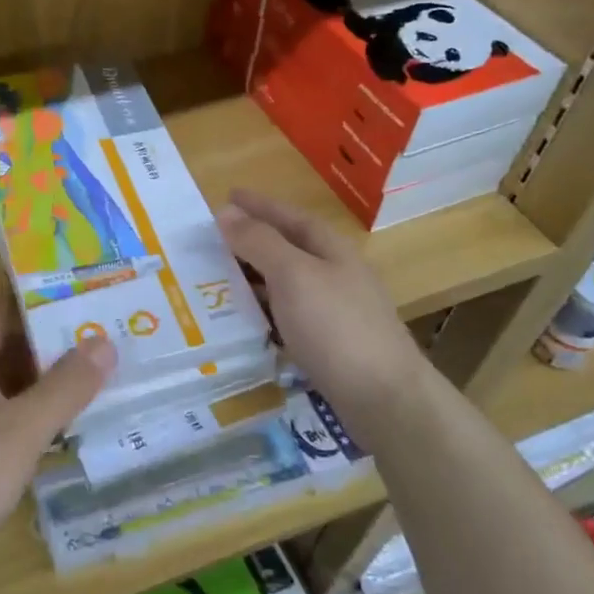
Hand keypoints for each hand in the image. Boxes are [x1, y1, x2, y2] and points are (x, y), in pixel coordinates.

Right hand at [215, 189, 425, 419]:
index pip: (289, 216)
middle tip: (210, 241)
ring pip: (284, 284)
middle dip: (250, 241)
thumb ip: (259, 242)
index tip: (226, 196)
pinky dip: (262, 311)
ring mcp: (333, 310)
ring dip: (252, 278)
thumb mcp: (293, 275)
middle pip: (287, 248)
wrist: (383, 397)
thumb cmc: (335, 326)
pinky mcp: (328, 343)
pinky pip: (286, 315)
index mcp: (330, 249)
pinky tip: (242, 321)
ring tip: (216, 279)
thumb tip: (226, 213)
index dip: (258, 205)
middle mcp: (334, 273)